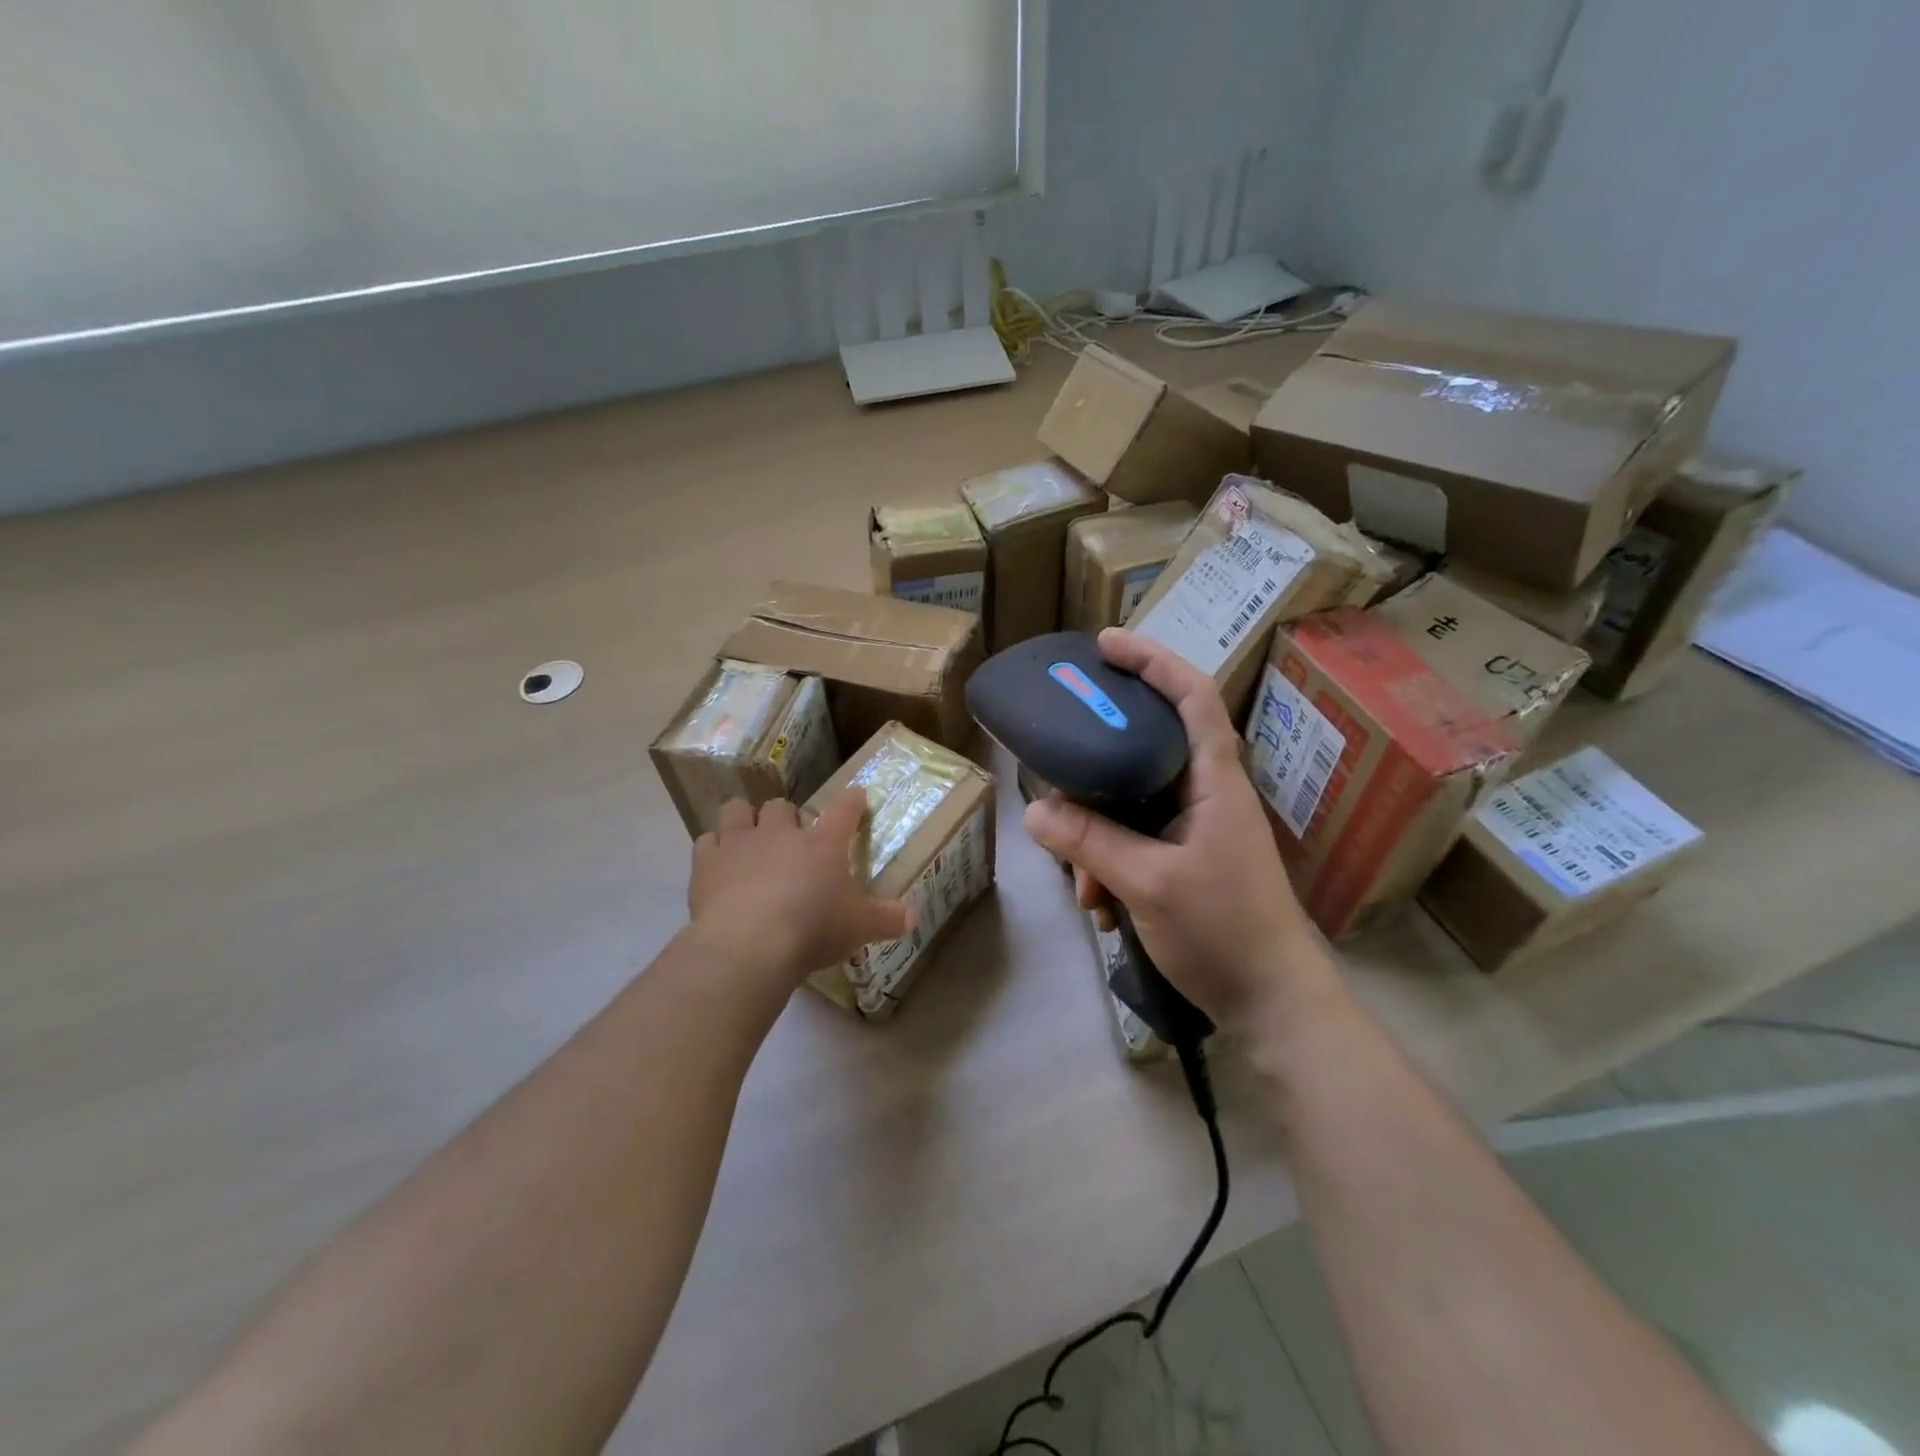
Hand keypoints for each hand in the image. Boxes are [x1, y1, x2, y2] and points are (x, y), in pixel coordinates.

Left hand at [689, 791, 911, 987]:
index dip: (852, 802)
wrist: (749, 944)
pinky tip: (718, 865)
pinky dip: (714, 848)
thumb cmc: (812, 929)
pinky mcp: (707, 862)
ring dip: (745, 819)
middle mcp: (781, 833)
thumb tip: (913, 916)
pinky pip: (707, 840)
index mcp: (823, 844)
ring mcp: (741, 842)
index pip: (844, 811)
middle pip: (783, 806)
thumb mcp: (859, 928)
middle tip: (791, 840)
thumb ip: (887, 919)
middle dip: (787, 818)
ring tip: (749, 839)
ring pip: (739, 810)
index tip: (856, 798)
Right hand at [1024, 629, 1334, 1026]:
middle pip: (1144, 749)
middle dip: (1095, 771)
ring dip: (1096, 839)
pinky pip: (1133, 843)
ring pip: (1129, 806)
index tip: (1105, 645)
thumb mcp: (1149, 883)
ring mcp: (1194, 830)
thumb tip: (1036, 809)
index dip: (1152, 660)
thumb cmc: (1224, 930)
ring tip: (1082, 887)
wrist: (1272, 1004)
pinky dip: (1109, 868)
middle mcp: (1205, 794)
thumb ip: (1091, 841)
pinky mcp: (1184, 861)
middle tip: (1056, 770)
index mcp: (1214, 780)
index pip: (1191, 696)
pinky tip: (1099, 910)